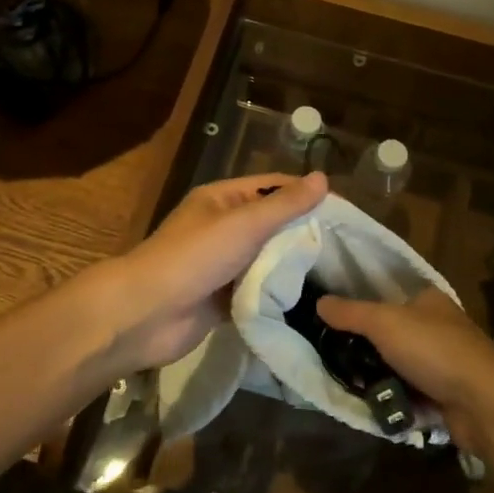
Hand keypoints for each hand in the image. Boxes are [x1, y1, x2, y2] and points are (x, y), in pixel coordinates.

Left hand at [108, 172, 328, 371]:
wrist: (147, 314)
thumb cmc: (195, 257)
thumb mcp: (244, 224)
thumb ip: (284, 205)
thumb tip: (323, 178)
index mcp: (223, 200)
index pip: (273, 188)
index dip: (305, 194)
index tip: (343, 211)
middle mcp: (223, 228)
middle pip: (272, 225)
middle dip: (304, 234)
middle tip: (346, 248)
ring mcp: (222, 265)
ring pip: (266, 260)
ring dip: (292, 267)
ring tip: (337, 275)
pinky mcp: (223, 299)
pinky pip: (257, 292)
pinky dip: (277, 295)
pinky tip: (310, 301)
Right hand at [317, 288, 493, 448]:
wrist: (483, 404)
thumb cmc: (434, 350)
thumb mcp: (384, 323)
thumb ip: (350, 313)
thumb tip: (319, 302)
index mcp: (429, 299)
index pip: (389, 297)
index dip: (363, 309)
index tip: (336, 325)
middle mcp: (439, 326)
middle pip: (392, 334)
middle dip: (368, 350)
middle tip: (340, 361)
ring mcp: (445, 361)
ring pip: (399, 365)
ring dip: (380, 377)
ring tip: (353, 386)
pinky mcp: (448, 393)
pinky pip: (412, 392)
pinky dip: (397, 398)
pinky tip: (377, 405)